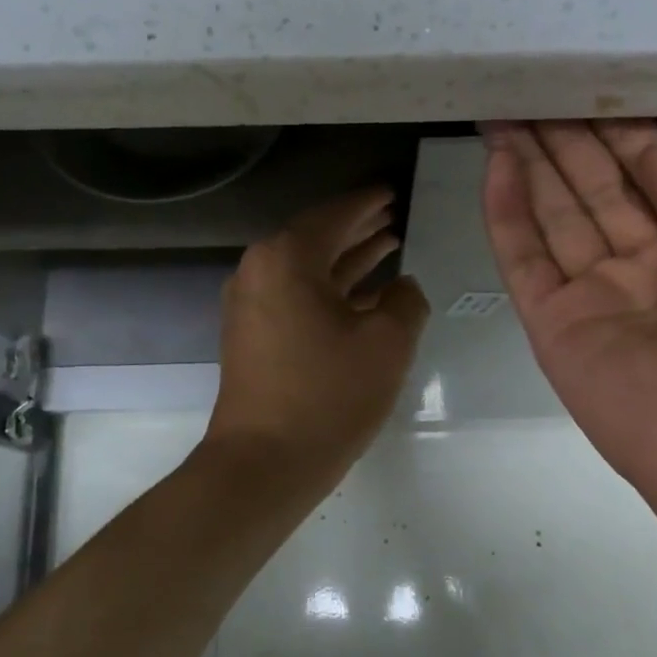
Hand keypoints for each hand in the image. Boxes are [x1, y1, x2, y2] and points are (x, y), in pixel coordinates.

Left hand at [206, 187, 430, 488]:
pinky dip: (330, 290)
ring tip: (388, 246)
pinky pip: (297, 296)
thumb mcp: (387, 343)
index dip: (368, 203)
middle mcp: (260, 271)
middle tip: (392, 215)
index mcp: (287, 258)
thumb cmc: (329, 396)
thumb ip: (405, 301)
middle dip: (357, 227)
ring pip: (308, 269)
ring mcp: (250, 304)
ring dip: (346, 259)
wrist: (264, 463)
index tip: (392, 193)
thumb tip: (401, 287)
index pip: (334, 216)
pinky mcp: (252, 334)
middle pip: (316, 237)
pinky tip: (364, 295)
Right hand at [481, 121, 656, 525]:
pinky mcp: (556, 327)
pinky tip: (495, 163)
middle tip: (532, 92)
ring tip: (503, 114)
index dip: (623, 137)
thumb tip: (652, 155)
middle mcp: (653, 271)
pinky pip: (525, 260)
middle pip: (597, 193)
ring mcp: (599, 300)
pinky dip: (507, 212)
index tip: (591, 94)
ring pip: (555, 218)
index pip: (654, 179)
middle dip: (567, 143)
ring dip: (529, 165)